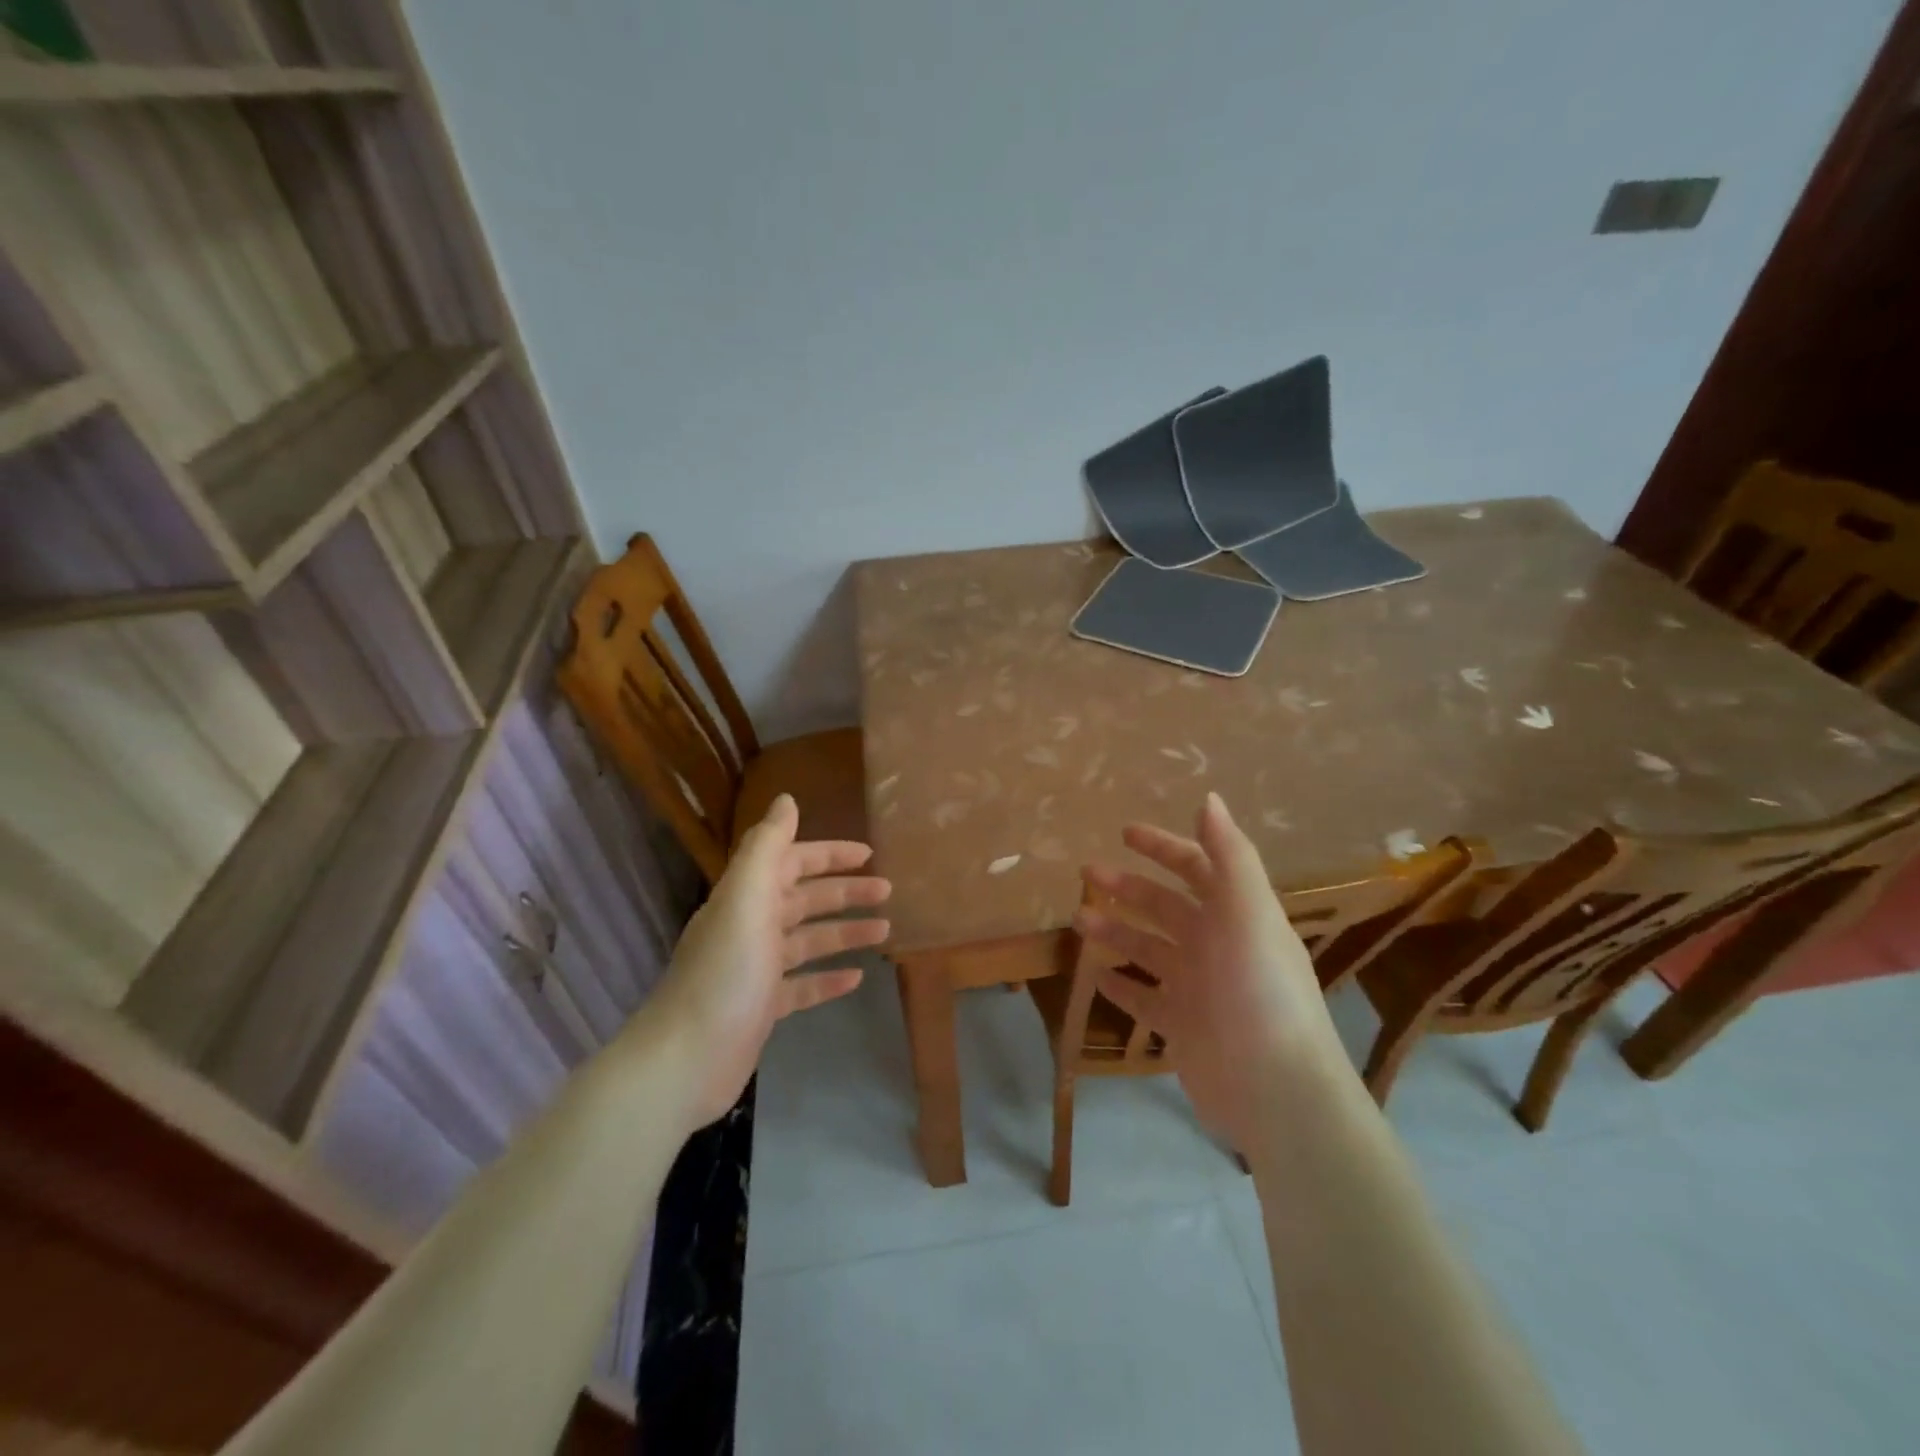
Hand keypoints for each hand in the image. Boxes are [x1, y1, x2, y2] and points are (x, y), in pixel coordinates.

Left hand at [641, 793, 889, 1127]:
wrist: (684, 1060)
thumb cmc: (724, 973)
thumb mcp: (746, 899)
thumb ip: (767, 847)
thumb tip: (786, 799)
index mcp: (747, 897)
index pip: (792, 862)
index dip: (828, 854)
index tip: (869, 853)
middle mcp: (751, 926)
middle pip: (805, 899)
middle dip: (845, 891)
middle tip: (887, 890)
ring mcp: (756, 969)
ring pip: (809, 941)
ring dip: (844, 932)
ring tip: (885, 931)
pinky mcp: (762, 1008)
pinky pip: (803, 985)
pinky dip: (829, 978)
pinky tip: (857, 978)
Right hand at [1077, 792, 1344, 1151]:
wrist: (1274, 1089)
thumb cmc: (1259, 991)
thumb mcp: (1249, 914)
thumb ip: (1229, 856)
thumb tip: (1208, 798)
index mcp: (1236, 915)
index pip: (1198, 867)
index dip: (1165, 847)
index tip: (1125, 833)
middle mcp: (1216, 945)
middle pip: (1165, 906)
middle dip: (1127, 886)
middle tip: (1086, 873)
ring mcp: (1197, 987)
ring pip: (1148, 948)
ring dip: (1115, 930)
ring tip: (1078, 920)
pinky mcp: (1182, 1026)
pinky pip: (1143, 997)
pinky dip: (1120, 984)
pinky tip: (1095, 974)